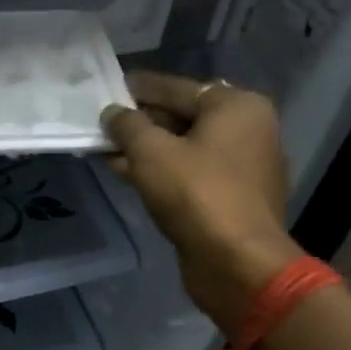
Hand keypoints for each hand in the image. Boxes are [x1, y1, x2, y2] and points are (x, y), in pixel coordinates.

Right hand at [101, 71, 301, 327]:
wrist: (237, 262)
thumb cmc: (197, 194)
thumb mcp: (151, 152)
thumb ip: (127, 126)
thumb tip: (113, 113)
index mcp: (237, 107)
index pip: (177, 88)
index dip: (140, 88)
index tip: (110, 87)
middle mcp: (247, 130)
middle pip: (183, 117)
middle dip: (141, 122)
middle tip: (103, 121)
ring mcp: (242, 167)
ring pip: (183, 148)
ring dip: (145, 149)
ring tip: (105, 149)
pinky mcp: (231, 198)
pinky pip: (189, 173)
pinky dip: (160, 171)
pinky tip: (126, 173)